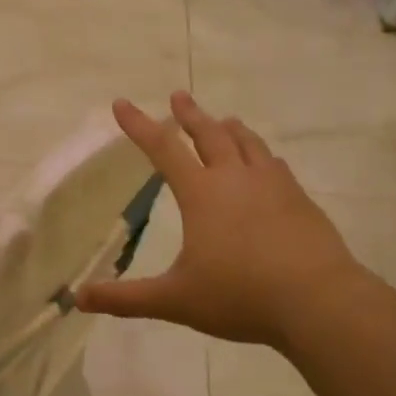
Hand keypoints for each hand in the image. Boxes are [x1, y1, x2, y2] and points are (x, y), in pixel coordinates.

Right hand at [76, 94, 366, 349]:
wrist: (317, 300)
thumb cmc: (239, 295)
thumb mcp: (175, 300)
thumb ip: (126, 299)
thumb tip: (79, 299)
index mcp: (202, 194)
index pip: (163, 149)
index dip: (139, 126)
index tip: (122, 103)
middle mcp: (236, 179)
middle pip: (209, 135)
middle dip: (190, 115)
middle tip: (179, 95)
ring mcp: (273, 185)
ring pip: (248, 143)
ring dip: (230, 128)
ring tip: (224, 120)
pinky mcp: (300, 200)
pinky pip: (275, 165)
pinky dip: (261, 155)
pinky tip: (266, 163)